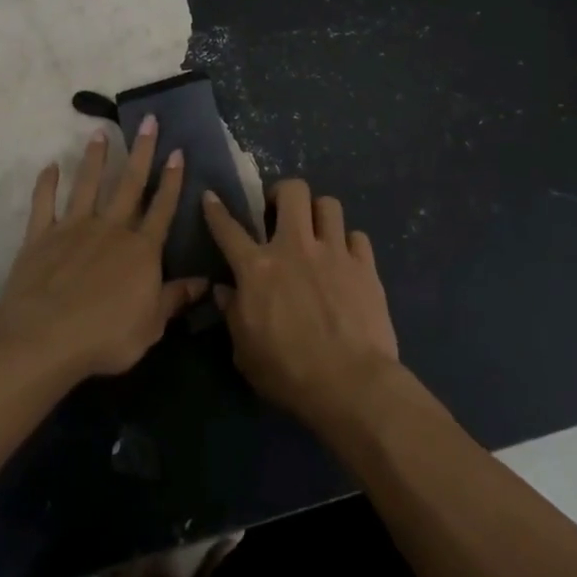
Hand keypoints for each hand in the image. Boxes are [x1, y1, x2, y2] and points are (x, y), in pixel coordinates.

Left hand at [0, 116, 204, 382]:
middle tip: (147, 120)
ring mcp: (74, 228)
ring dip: (95, 158)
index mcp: (141, 249)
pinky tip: (50, 166)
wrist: (45, 338)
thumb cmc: (106, 336)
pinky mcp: (41, 236)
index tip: (178, 151)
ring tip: (100, 133)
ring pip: (88, 185)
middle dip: (142, 151)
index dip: (172, 180)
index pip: (162, 208)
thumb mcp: (151, 325)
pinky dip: (46, 184)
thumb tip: (206, 282)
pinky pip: (44, 204)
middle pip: (129, 184)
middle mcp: (111, 229)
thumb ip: (175, 299)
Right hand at [202, 180, 400, 430]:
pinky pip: (357, 236)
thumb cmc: (288, 372)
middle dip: (283, 193)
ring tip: (316, 232)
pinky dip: (349, 244)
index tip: (211, 196)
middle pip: (292, 191)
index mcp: (258, 268)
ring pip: (329, 204)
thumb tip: (224, 290)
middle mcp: (295, 247)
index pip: (229, 229)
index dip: (216, 210)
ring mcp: (334, 252)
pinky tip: (346, 260)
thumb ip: (232, 314)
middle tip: (279, 214)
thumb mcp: (245, 351)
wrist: (350, 384)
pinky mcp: (365, 266)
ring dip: (319, 213)